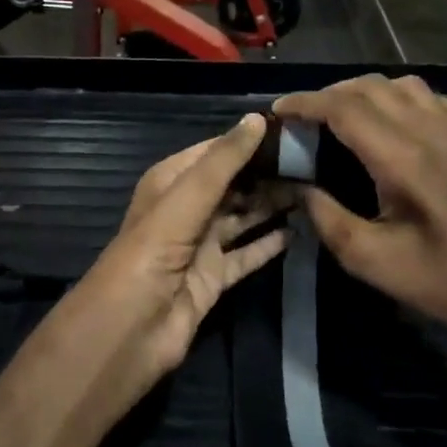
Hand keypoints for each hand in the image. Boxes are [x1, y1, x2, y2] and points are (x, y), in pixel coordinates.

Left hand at [70, 114, 293, 407]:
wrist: (131, 327)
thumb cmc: (154, 250)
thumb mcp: (187, 196)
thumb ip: (224, 160)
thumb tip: (258, 118)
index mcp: (170, 182)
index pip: (214, 152)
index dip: (248, 141)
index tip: (292, 131)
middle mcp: (185, 210)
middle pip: (232, 185)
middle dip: (266, 174)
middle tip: (315, 162)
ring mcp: (200, 246)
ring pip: (242, 218)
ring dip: (272, 206)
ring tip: (315, 190)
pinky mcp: (214, 278)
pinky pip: (247, 255)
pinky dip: (270, 244)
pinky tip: (300, 231)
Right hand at [272, 75, 446, 378]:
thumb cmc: (433, 279)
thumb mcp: (365, 258)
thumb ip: (324, 215)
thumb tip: (296, 184)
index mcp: (403, 161)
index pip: (345, 109)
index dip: (306, 103)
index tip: (279, 109)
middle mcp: (431, 134)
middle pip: (371, 87)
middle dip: (328, 94)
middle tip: (302, 116)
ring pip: (404, 84)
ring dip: (366, 90)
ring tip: (342, 111)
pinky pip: (437, 98)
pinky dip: (408, 97)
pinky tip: (398, 117)